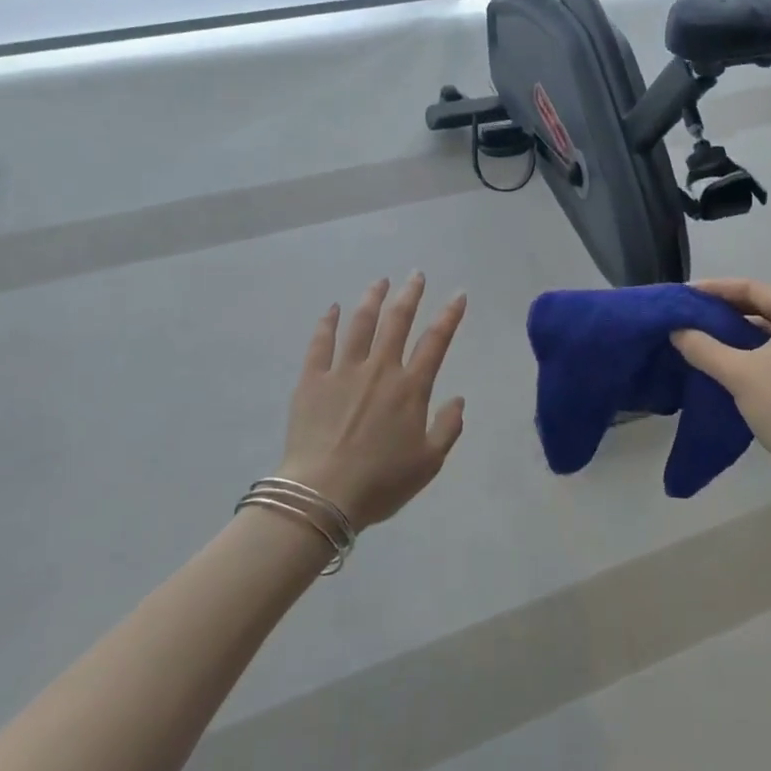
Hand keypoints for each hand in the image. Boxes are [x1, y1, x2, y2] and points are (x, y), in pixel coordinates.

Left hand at [278, 274, 467, 527]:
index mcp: (410, 388)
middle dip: (410, 294)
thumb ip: (448, 427)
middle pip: (397, 321)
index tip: (458, 295)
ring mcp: (343, 371)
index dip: (449, 315)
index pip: (436, 341)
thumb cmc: (380, 482)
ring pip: (361, 324)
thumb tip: (458, 399)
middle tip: (416, 275)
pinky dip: (328, 323)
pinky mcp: (312, 380)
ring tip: (380, 282)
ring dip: (372, 299)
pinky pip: (320, 343)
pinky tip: (333, 308)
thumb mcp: (428, 463)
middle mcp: (380, 369)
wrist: (322, 495)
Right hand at [671, 279, 770, 475]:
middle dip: (728, 307)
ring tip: (706, 333)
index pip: (754, 288)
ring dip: (741, 328)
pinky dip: (756, 346)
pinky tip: (732, 356)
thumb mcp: (738, 374)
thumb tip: (677, 330)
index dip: (717, 288)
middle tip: (694, 312)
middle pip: (766, 305)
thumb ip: (703, 347)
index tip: (687, 294)